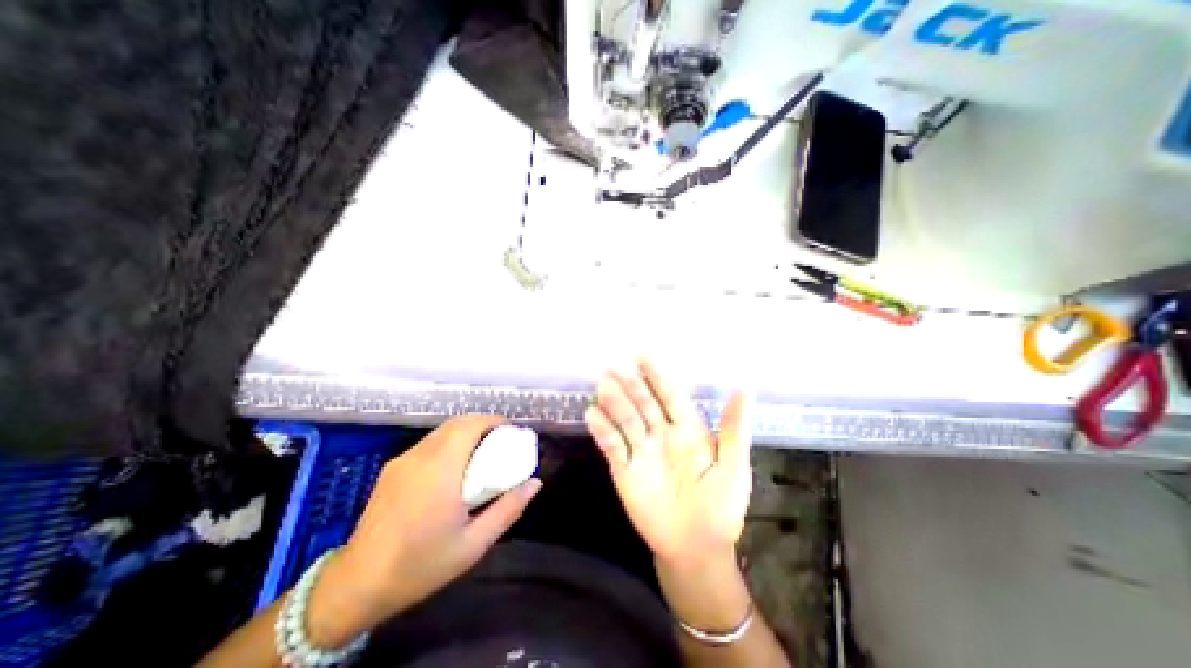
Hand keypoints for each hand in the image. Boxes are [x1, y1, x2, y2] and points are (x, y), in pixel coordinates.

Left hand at [303, 414, 540, 643]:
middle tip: (501, 441)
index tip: (511, 431)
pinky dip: (448, 443)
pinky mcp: (391, 469)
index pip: (470, 425)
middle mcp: (420, 456)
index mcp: (440, 469)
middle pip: (457, 423)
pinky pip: (428, 444)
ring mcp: (402, 461)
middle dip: (483, 424)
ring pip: (441, 431)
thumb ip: (508, 509)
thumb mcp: (473, 544)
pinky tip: (454, 467)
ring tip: (481, 453)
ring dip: (466, 432)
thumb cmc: (420, 565)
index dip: (494, 421)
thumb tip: (535, 484)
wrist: (355, 586)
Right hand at [583, 357, 745, 571]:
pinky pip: (612, 446)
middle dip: (631, 385)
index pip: (671, 396)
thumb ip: (733, 430)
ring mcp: (641, 451)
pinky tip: (592, 415)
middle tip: (616, 367)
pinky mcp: (624, 470)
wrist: (696, 550)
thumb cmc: (720, 508)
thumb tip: (745, 389)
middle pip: (644, 404)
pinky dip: (602, 431)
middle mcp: (661, 434)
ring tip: (604, 386)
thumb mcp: (733, 468)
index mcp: (688, 430)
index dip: (658, 377)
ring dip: (615, 403)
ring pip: (626, 420)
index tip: (644, 355)